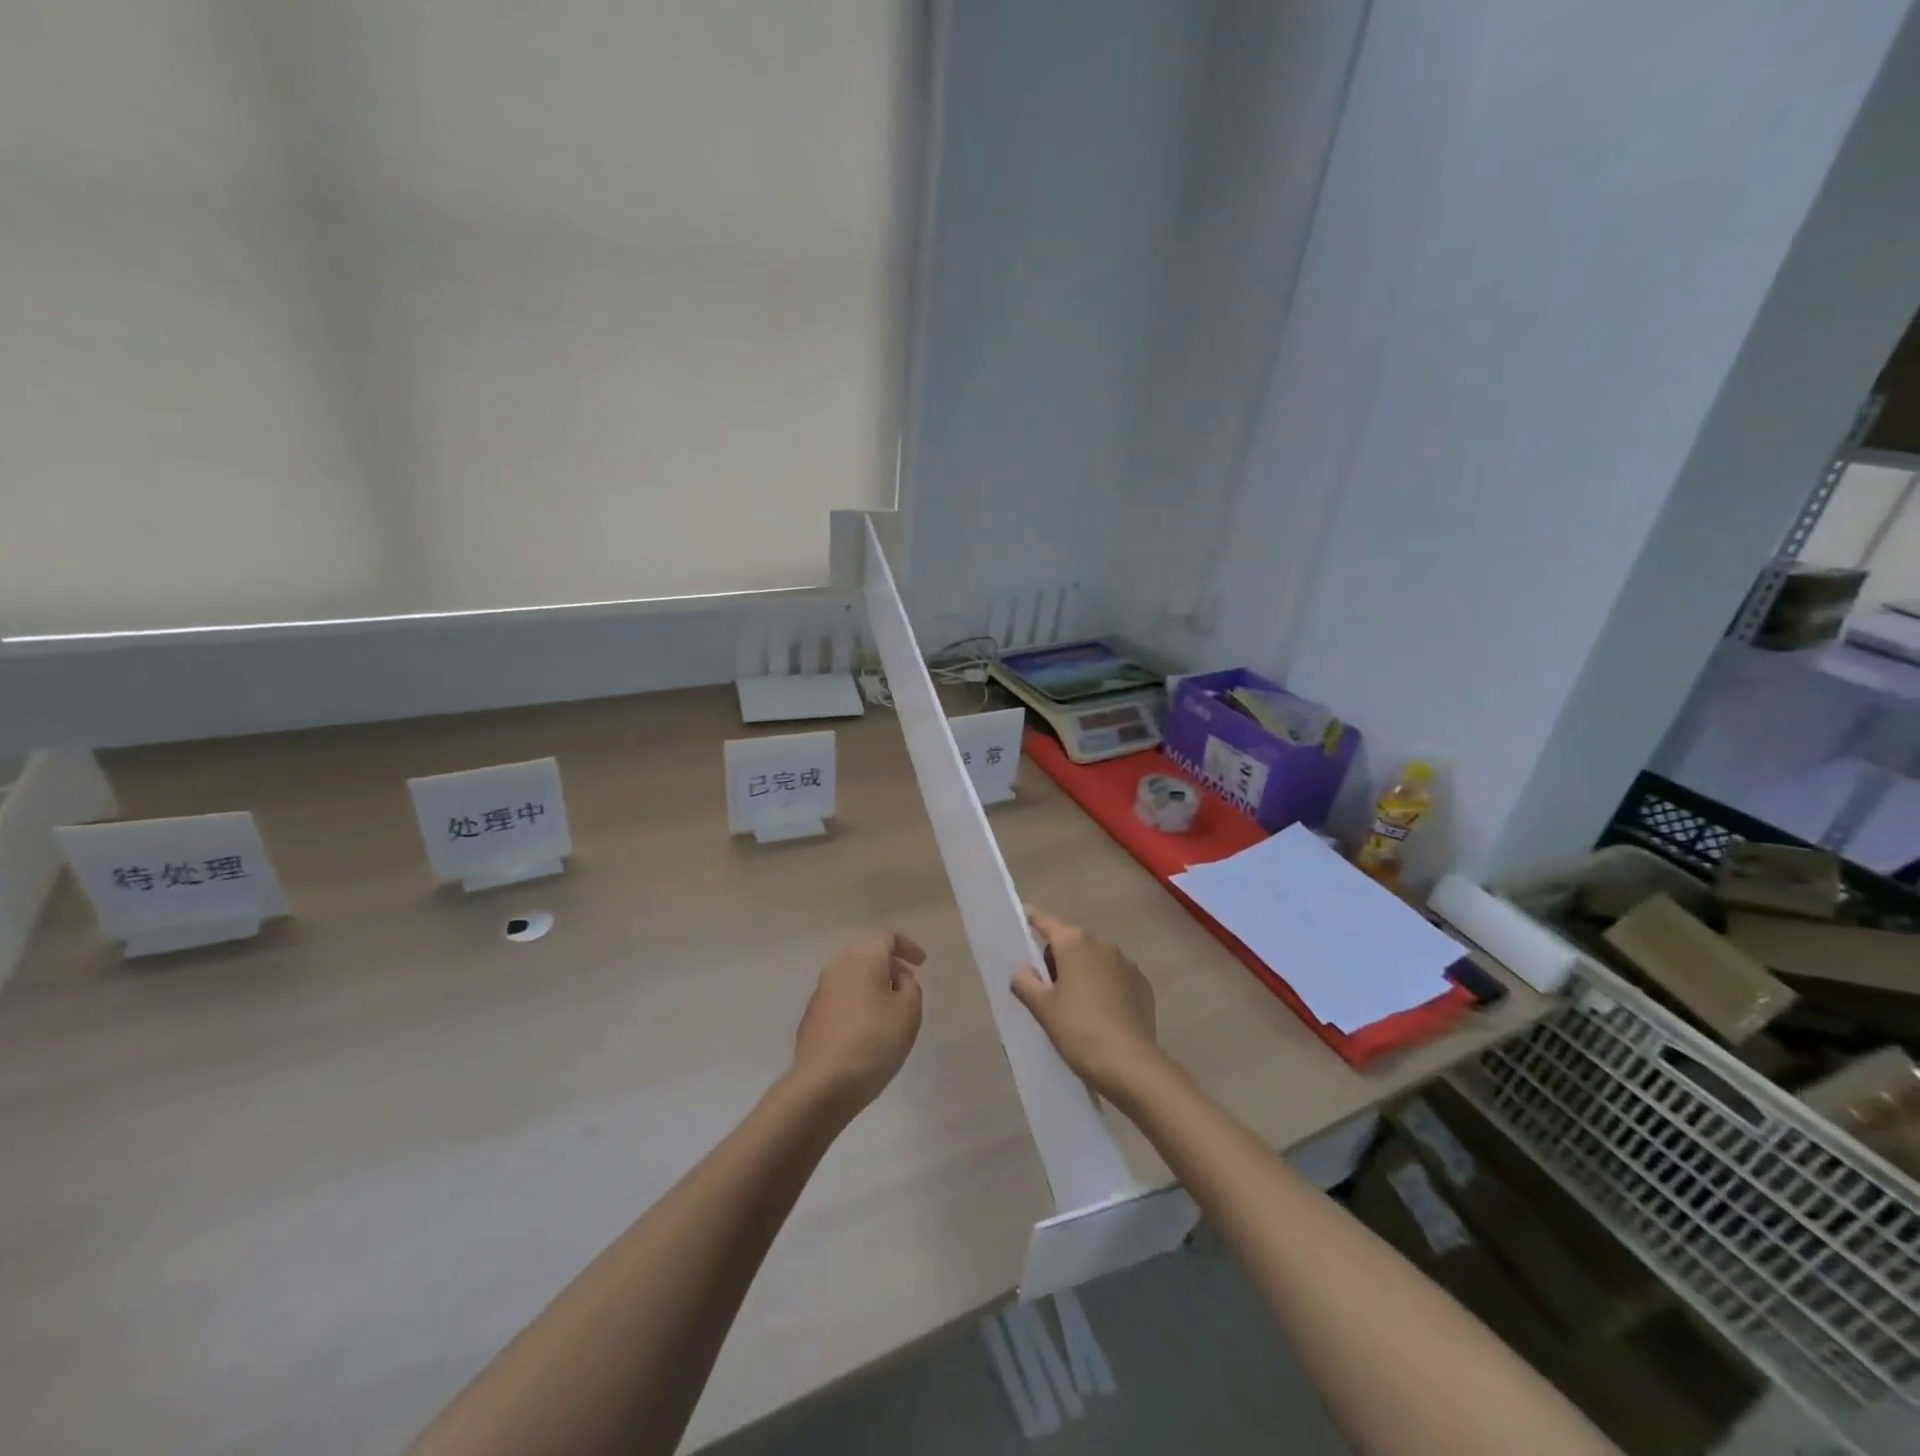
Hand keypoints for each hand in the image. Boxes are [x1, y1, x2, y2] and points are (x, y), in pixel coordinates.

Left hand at [790, 931, 925, 1116]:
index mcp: (863, 957)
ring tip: (888, 1008)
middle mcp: (838, 965)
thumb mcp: (910, 1010)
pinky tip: (866, 1027)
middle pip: (867, 954)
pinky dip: (856, 1001)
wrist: (823, 1083)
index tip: (922, 963)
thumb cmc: (875, 1041)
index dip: (908, 947)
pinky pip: (841, 996)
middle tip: (907, 984)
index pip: (888, 938)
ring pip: (852, 975)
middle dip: (889, 965)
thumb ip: (910, 985)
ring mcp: (821, 990)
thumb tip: (896, 977)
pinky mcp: (812, 1014)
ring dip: (871, 984)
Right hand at [1010, 907, 1161, 1100]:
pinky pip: (1115, 977)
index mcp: (1074, 942)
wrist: (1130, 1064)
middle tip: (1046, 991)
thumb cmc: (1078, 1029)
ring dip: (1082, 972)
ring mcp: (1127, 963)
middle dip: (1057, 958)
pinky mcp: (1143, 984)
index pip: (1045, 922)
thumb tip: (1024, 971)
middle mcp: (1102, 944)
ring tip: (1074, 1006)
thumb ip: (1025, 982)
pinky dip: (1104, 986)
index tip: (1022, 916)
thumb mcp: (1042, 1008)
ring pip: (1094, 959)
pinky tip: (1100, 1014)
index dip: (1030, 919)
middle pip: (1070, 941)